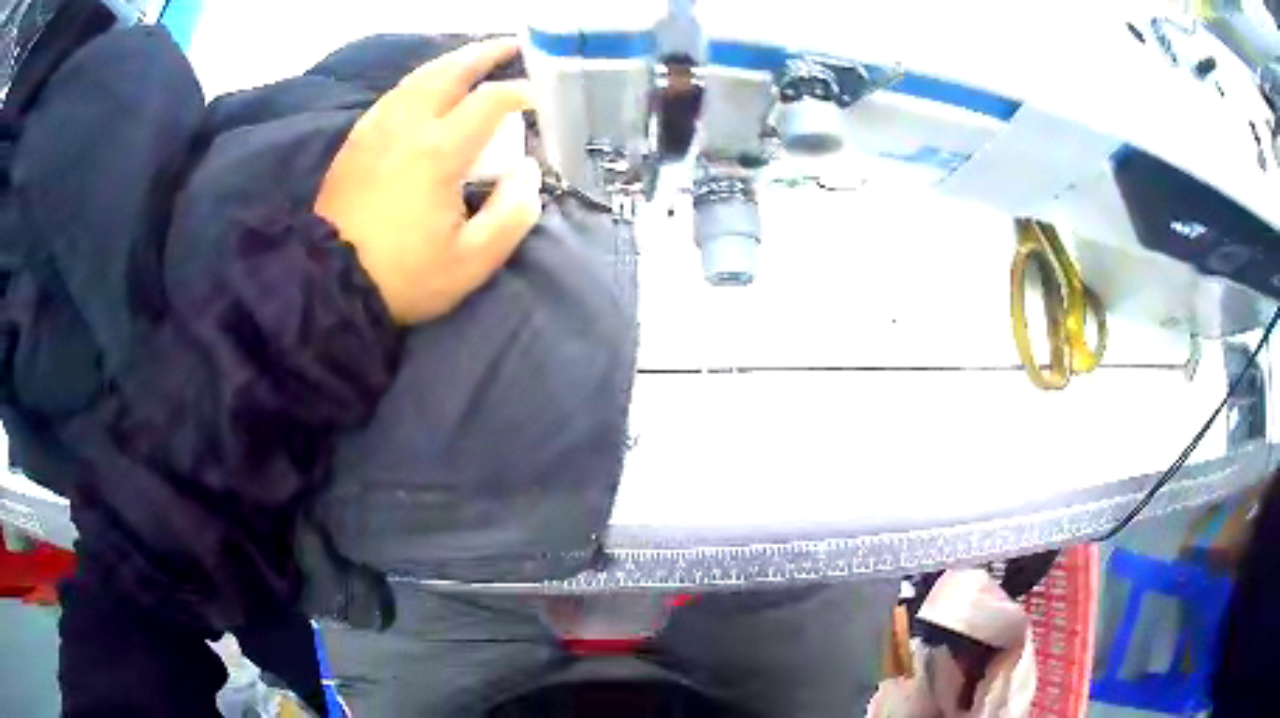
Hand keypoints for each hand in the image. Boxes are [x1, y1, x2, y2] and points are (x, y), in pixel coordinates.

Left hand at [315, 38, 541, 324]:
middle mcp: (408, 125)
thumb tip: (527, 173)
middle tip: (511, 45)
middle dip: (485, 54)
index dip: (519, 93)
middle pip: (450, 71)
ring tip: (474, 59)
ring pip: (419, 77)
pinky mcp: (357, 139)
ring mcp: (377, 128)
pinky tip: (428, 87)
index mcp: (439, 150)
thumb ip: (512, 214)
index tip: (538, 97)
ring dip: (452, 62)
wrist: (331, 283)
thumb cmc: (404, 275)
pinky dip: (420, 80)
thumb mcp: (471, 261)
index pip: (490, 101)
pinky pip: (395, 94)